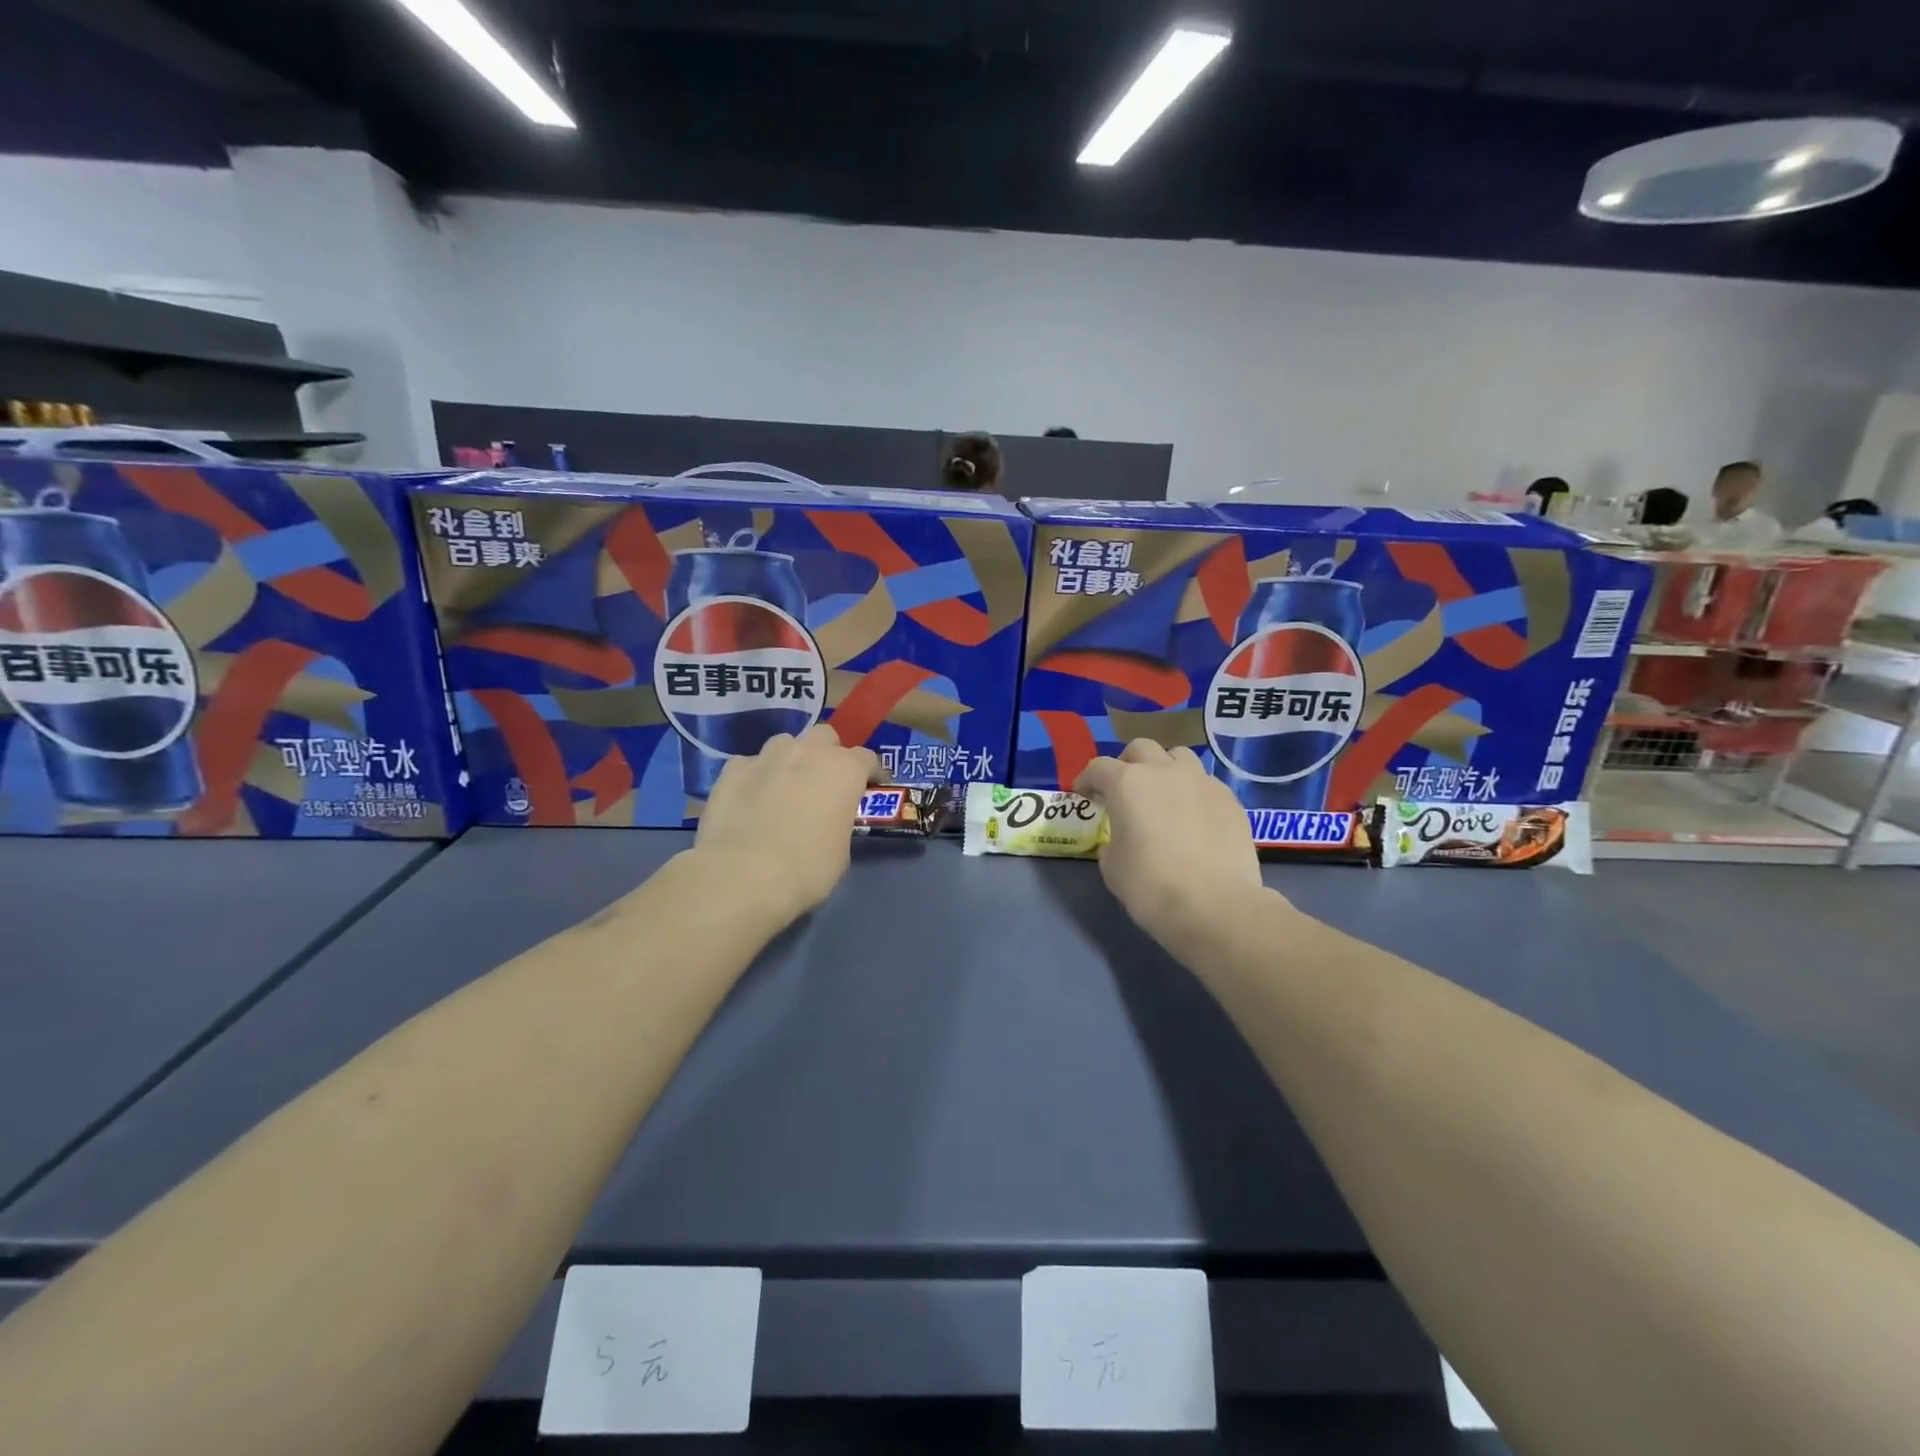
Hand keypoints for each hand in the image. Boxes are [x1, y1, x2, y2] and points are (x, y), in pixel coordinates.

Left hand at [692, 725, 882, 924]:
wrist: (743, 876)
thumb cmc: (807, 869)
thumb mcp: (841, 852)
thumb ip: (838, 822)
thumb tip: (826, 822)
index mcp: (844, 770)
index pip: (867, 758)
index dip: (870, 773)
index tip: (869, 787)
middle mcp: (808, 752)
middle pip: (825, 736)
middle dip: (827, 754)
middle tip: (823, 782)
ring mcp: (766, 757)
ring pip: (785, 743)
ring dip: (790, 759)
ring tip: (784, 786)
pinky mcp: (732, 770)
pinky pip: (749, 764)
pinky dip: (754, 776)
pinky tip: (750, 799)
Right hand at [1074, 740, 1265, 942]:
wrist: (1215, 906)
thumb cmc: (1151, 886)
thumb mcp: (1112, 866)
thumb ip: (1111, 841)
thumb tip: (1121, 837)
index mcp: (1127, 783)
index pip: (1098, 767)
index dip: (1086, 780)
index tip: (1084, 795)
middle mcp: (1164, 771)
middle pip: (1141, 749)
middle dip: (1127, 764)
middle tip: (1124, 790)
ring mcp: (1202, 781)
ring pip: (1178, 757)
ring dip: (1165, 769)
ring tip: (1164, 796)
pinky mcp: (1230, 799)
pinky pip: (1205, 784)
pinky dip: (1193, 793)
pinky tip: (1194, 819)